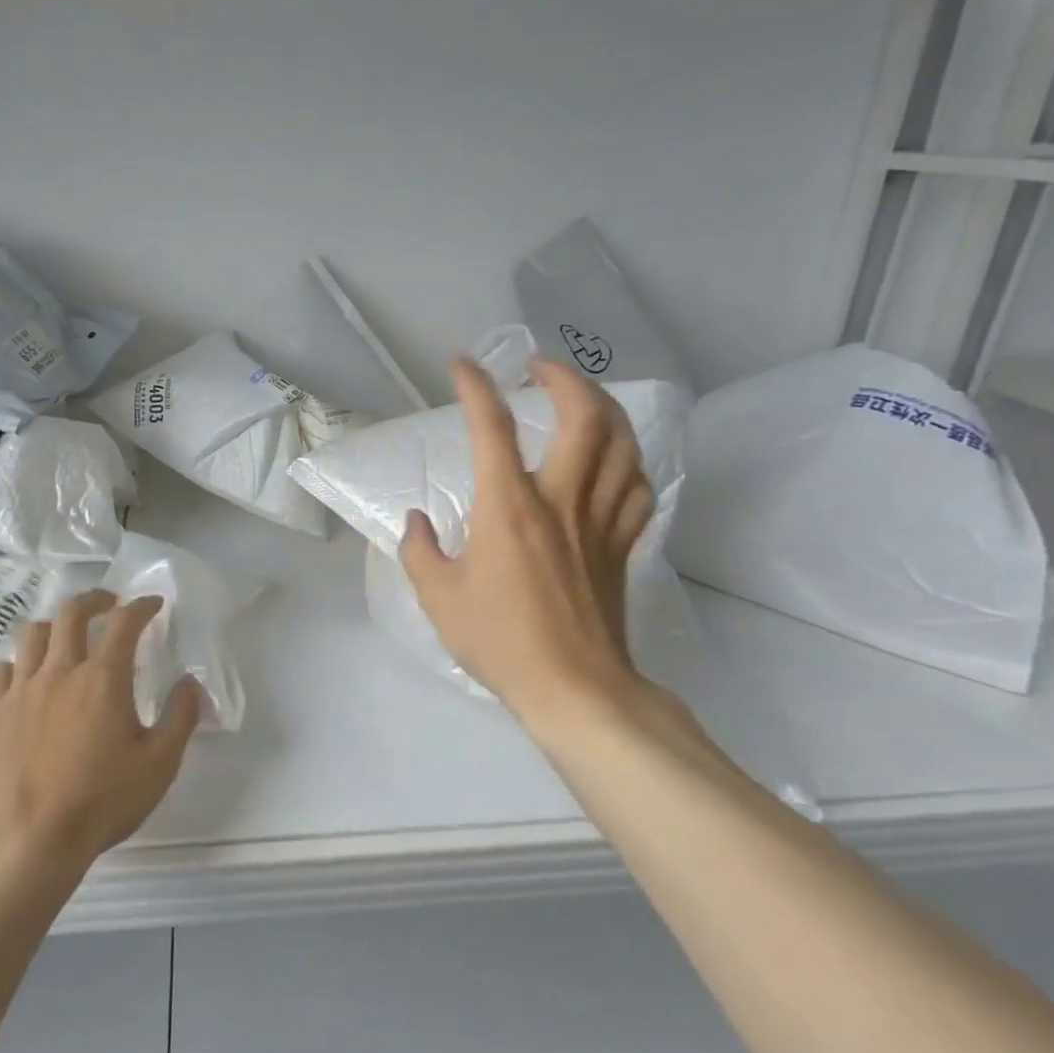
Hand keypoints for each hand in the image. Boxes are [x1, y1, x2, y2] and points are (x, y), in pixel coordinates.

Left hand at [0, 590, 202, 875]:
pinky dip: (18, 663)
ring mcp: (23, 688)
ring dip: (55, 626)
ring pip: (33, 633)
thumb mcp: (160, 764)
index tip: (152, 604)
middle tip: (109, 604)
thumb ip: (180, 717)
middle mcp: (61, 670)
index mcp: (104, 678)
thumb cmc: (102, 801)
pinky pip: (2, 668)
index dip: (141, 606)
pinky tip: (27, 676)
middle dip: (95, 599)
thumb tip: (190, 681)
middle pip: (72, 613)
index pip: (124, 622)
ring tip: (66, 636)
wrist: (31, 839)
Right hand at [400, 356, 658, 751]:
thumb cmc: (500, 641)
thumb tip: (417, 521)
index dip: (476, 387)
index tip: (463, 363)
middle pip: (584, 417)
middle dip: (565, 378)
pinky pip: (637, 486)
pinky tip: (613, 459)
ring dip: (604, 407)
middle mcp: (560, 500)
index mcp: (509, 507)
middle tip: (540, 368)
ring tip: (582, 397)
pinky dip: (627, 459)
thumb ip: (418, 551)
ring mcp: (599, 521)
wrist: (575, 689)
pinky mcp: (622, 545)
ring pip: (622, 444)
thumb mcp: (438, 597)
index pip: (492, 427)